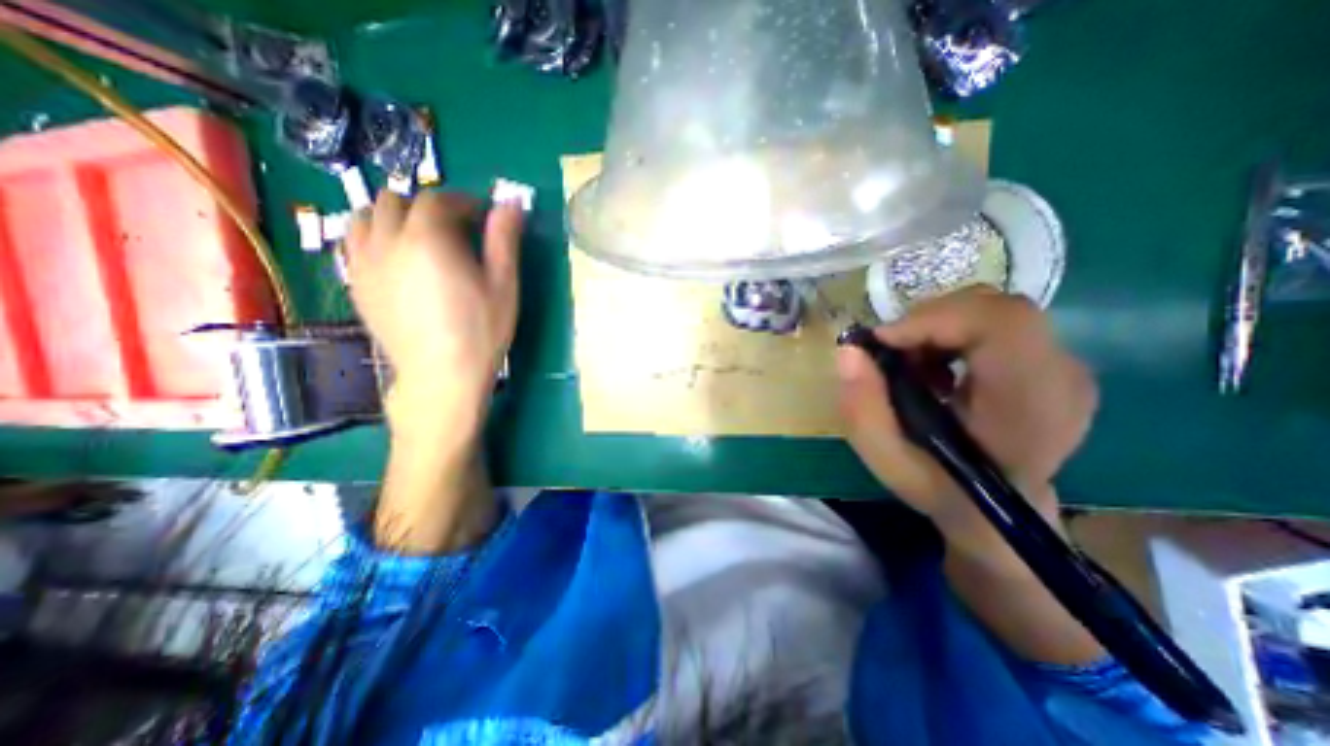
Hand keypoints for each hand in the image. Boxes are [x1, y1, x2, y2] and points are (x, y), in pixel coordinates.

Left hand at [347, 189, 523, 430]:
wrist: (442, 373)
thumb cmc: (481, 329)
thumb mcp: (503, 284)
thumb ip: (504, 239)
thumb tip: (510, 202)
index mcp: (428, 238)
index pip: (437, 200)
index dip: (462, 202)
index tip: (481, 215)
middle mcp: (387, 240)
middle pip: (396, 201)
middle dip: (427, 206)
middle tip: (454, 229)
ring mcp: (363, 262)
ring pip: (364, 216)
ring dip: (392, 217)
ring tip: (419, 238)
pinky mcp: (355, 284)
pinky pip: (352, 243)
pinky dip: (372, 237)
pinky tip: (395, 258)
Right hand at [834, 286, 1094, 542]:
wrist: (1001, 516)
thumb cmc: (943, 490)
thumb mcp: (887, 461)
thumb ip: (862, 409)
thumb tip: (849, 351)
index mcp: (1030, 407)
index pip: (1001, 323)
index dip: (934, 319)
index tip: (884, 342)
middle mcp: (1062, 377)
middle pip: (994, 308)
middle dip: (927, 322)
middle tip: (892, 356)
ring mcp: (1066, 367)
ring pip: (992, 309)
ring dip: (937, 328)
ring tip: (913, 368)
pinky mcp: (1054, 362)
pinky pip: (997, 323)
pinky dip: (953, 334)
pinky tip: (937, 370)